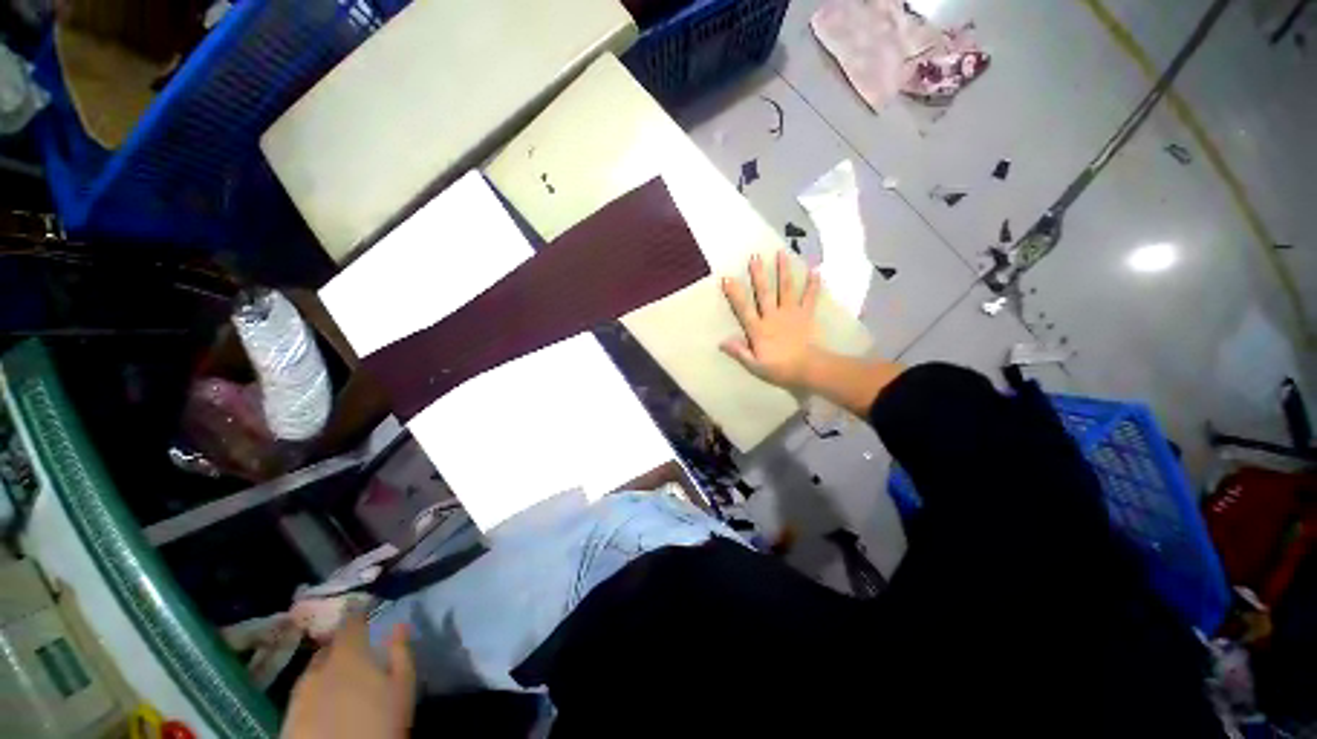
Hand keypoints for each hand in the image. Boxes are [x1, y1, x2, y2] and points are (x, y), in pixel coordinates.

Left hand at [282, 614, 414, 738]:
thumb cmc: (380, 721)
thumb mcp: (402, 686)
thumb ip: (400, 651)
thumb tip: (399, 624)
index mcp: (347, 655)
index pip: (349, 623)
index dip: (355, 611)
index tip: (359, 602)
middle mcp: (318, 669)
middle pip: (327, 649)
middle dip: (339, 645)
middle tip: (353, 648)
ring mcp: (299, 694)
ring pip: (312, 673)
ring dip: (324, 669)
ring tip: (338, 676)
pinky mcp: (289, 718)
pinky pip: (302, 695)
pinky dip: (314, 691)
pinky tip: (324, 702)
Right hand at [720, 251, 821, 390]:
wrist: (808, 369)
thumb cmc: (779, 368)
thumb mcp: (755, 365)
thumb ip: (739, 352)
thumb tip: (721, 342)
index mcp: (759, 329)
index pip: (744, 309)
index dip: (735, 294)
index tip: (727, 278)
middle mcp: (773, 316)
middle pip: (764, 293)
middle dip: (759, 274)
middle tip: (755, 256)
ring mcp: (791, 313)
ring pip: (785, 289)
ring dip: (783, 271)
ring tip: (781, 253)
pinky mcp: (806, 315)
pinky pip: (810, 298)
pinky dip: (813, 285)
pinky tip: (815, 270)